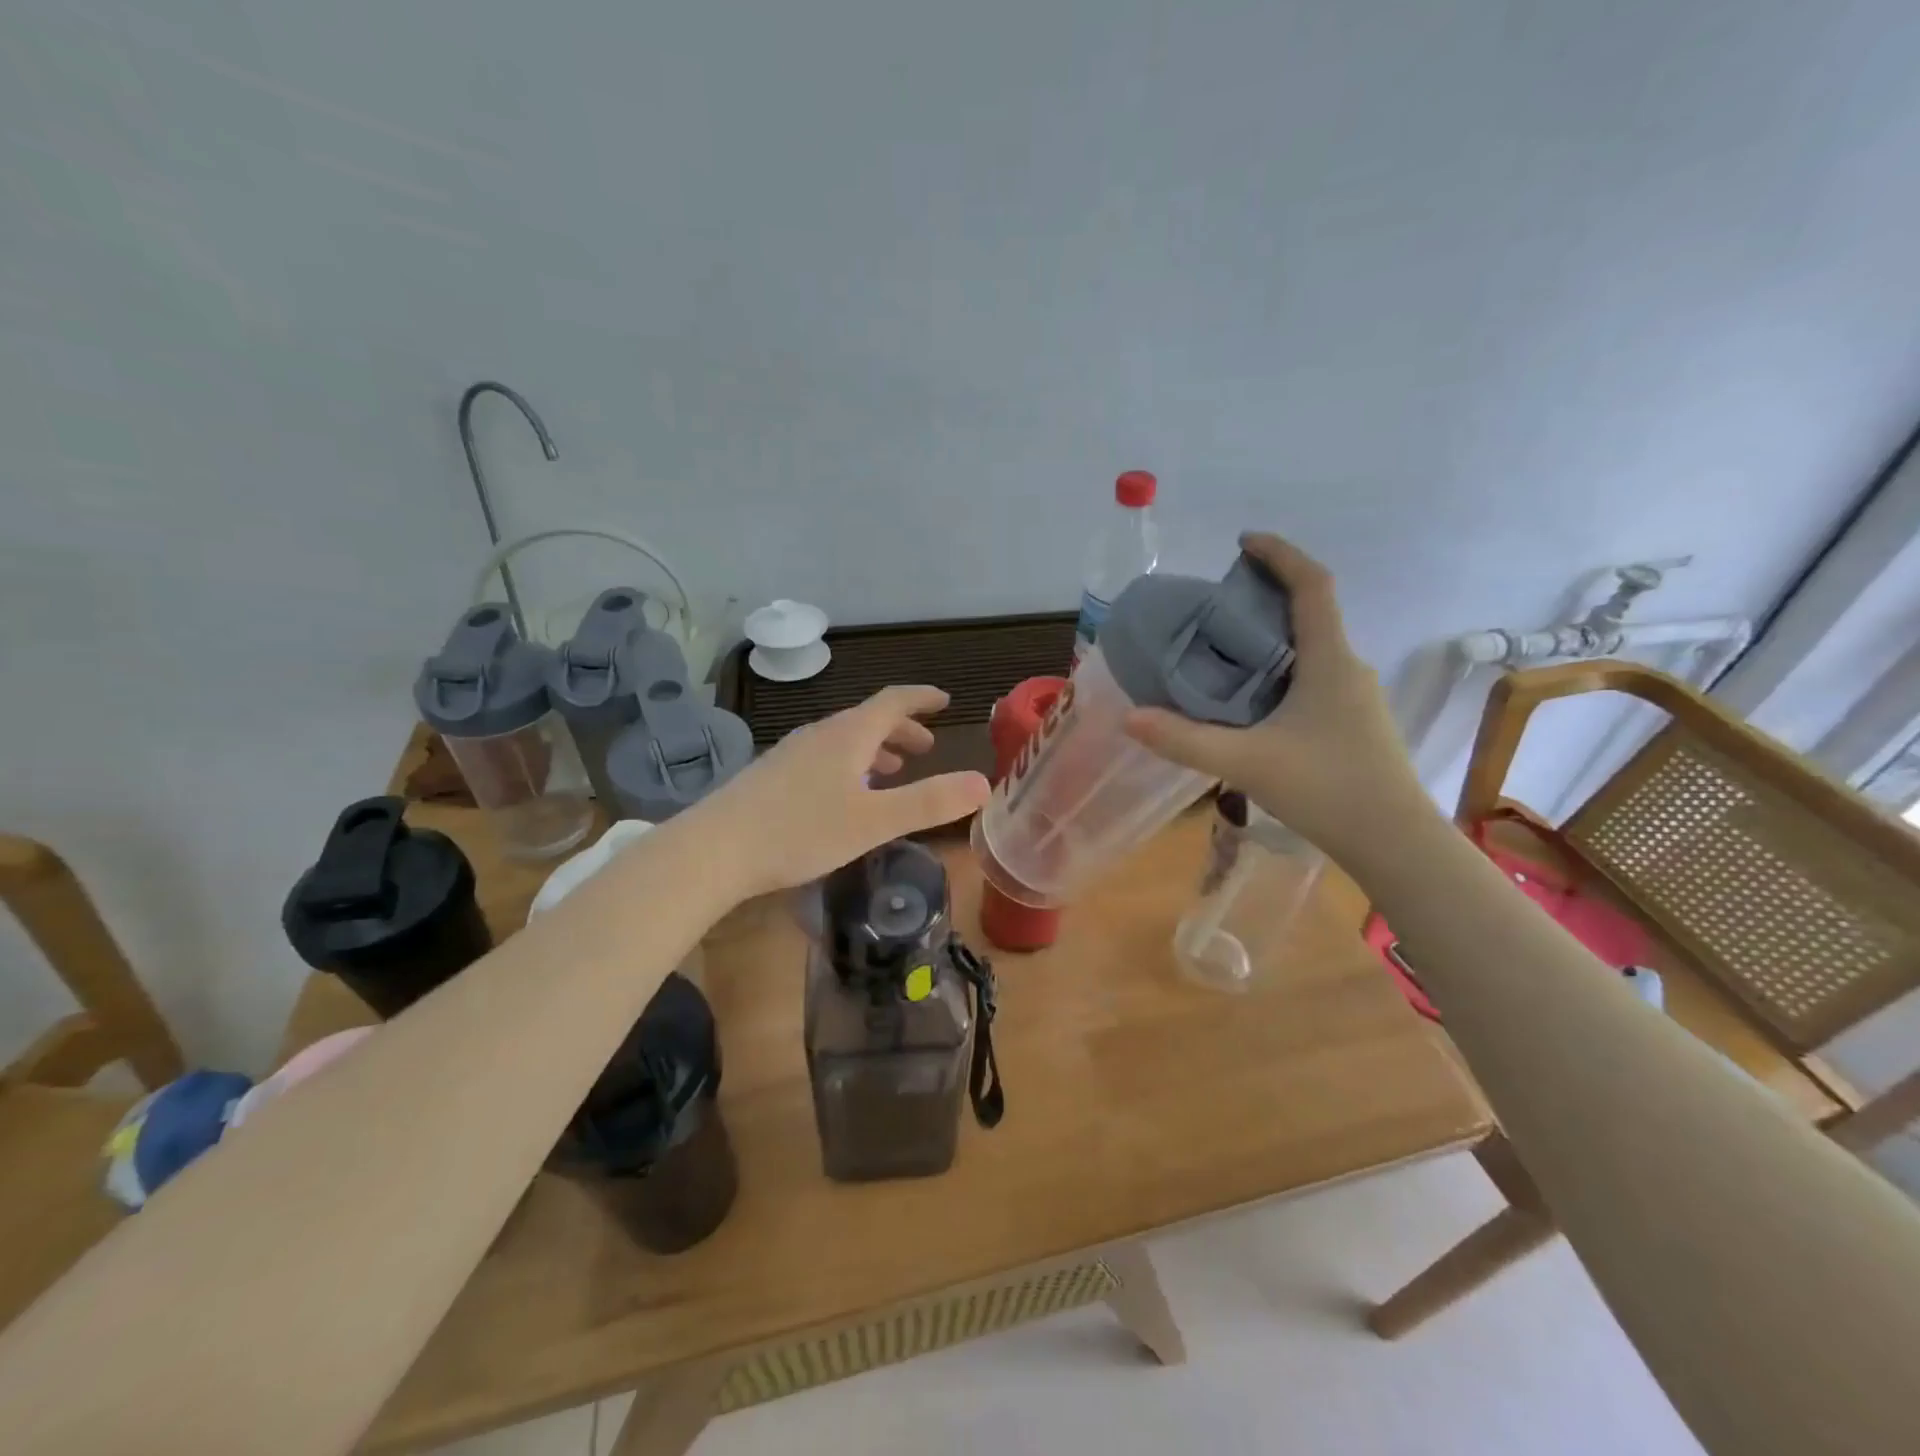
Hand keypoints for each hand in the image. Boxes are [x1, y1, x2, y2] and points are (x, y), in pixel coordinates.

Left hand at [688, 685, 990, 898]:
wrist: (715, 849)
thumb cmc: (801, 830)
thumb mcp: (874, 821)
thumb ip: (929, 802)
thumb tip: (984, 784)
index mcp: (849, 735)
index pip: (893, 701)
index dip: (922, 698)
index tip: (945, 700)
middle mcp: (820, 734)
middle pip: (868, 719)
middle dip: (901, 729)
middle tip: (926, 746)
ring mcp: (792, 753)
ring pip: (844, 740)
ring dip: (875, 748)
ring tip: (892, 770)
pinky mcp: (773, 776)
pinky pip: (824, 757)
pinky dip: (850, 764)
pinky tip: (845, 795)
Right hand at [1123, 532, 1431, 861]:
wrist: (1395, 842)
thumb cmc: (1327, 789)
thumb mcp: (1245, 762)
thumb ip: (1183, 740)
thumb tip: (1129, 718)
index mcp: (1329, 661)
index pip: (1312, 586)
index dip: (1280, 554)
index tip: (1244, 542)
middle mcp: (1348, 669)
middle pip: (1311, 613)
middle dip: (1267, 596)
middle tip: (1216, 604)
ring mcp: (1355, 698)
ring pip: (1311, 650)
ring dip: (1273, 638)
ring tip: (1223, 651)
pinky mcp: (1353, 723)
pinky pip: (1313, 677)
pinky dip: (1280, 671)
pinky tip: (1251, 701)